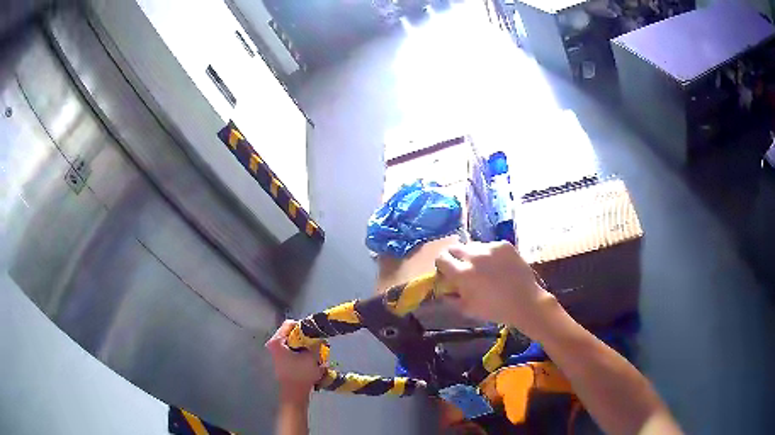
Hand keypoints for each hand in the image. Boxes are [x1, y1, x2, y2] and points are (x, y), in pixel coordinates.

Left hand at [265, 320, 325, 403]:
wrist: (294, 394)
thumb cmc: (301, 374)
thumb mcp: (312, 356)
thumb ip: (316, 342)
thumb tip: (319, 336)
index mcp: (276, 341)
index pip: (290, 324)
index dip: (304, 327)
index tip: (314, 335)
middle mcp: (272, 344)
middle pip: (291, 333)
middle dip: (305, 338)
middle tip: (316, 344)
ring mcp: (275, 353)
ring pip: (292, 342)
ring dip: (304, 346)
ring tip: (315, 354)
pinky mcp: (280, 360)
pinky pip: (291, 350)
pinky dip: (300, 353)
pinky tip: (309, 360)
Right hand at [435, 242, 557, 338]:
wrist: (525, 302)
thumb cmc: (495, 309)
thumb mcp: (468, 309)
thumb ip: (450, 298)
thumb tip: (441, 290)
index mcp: (463, 273)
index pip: (441, 258)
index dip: (441, 265)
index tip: (446, 271)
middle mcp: (474, 256)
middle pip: (454, 248)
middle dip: (454, 257)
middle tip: (462, 267)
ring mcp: (491, 248)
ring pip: (473, 246)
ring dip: (473, 255)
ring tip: (483, 267)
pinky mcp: (504, 244)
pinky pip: (490, 246)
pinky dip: (490, 254)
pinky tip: (498, 266)